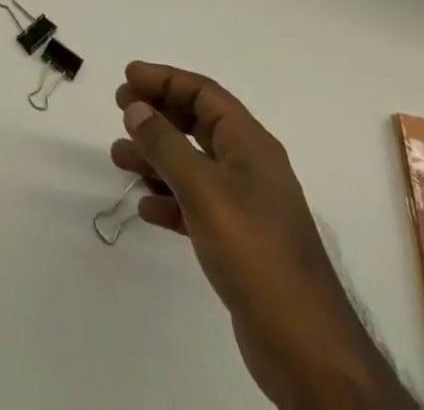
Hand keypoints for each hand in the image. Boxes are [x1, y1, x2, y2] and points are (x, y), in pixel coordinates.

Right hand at [112, 63, 414, 409]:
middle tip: (120, 109)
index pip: (203, 93)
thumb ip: (165, 144)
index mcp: (250, 144)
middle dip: (158, 114)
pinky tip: (146, 207)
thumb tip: (136, 108)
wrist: (305, 347)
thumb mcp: (203, 188)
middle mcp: (250, 167)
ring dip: (156, 157)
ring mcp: (246, 206)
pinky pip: (197, 204)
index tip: (128, 77)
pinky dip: (170, 199)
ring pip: (193, 165)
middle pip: (197, 124)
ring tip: (119, 158)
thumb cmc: (254, 250)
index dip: (165, 79)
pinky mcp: (240, 243)